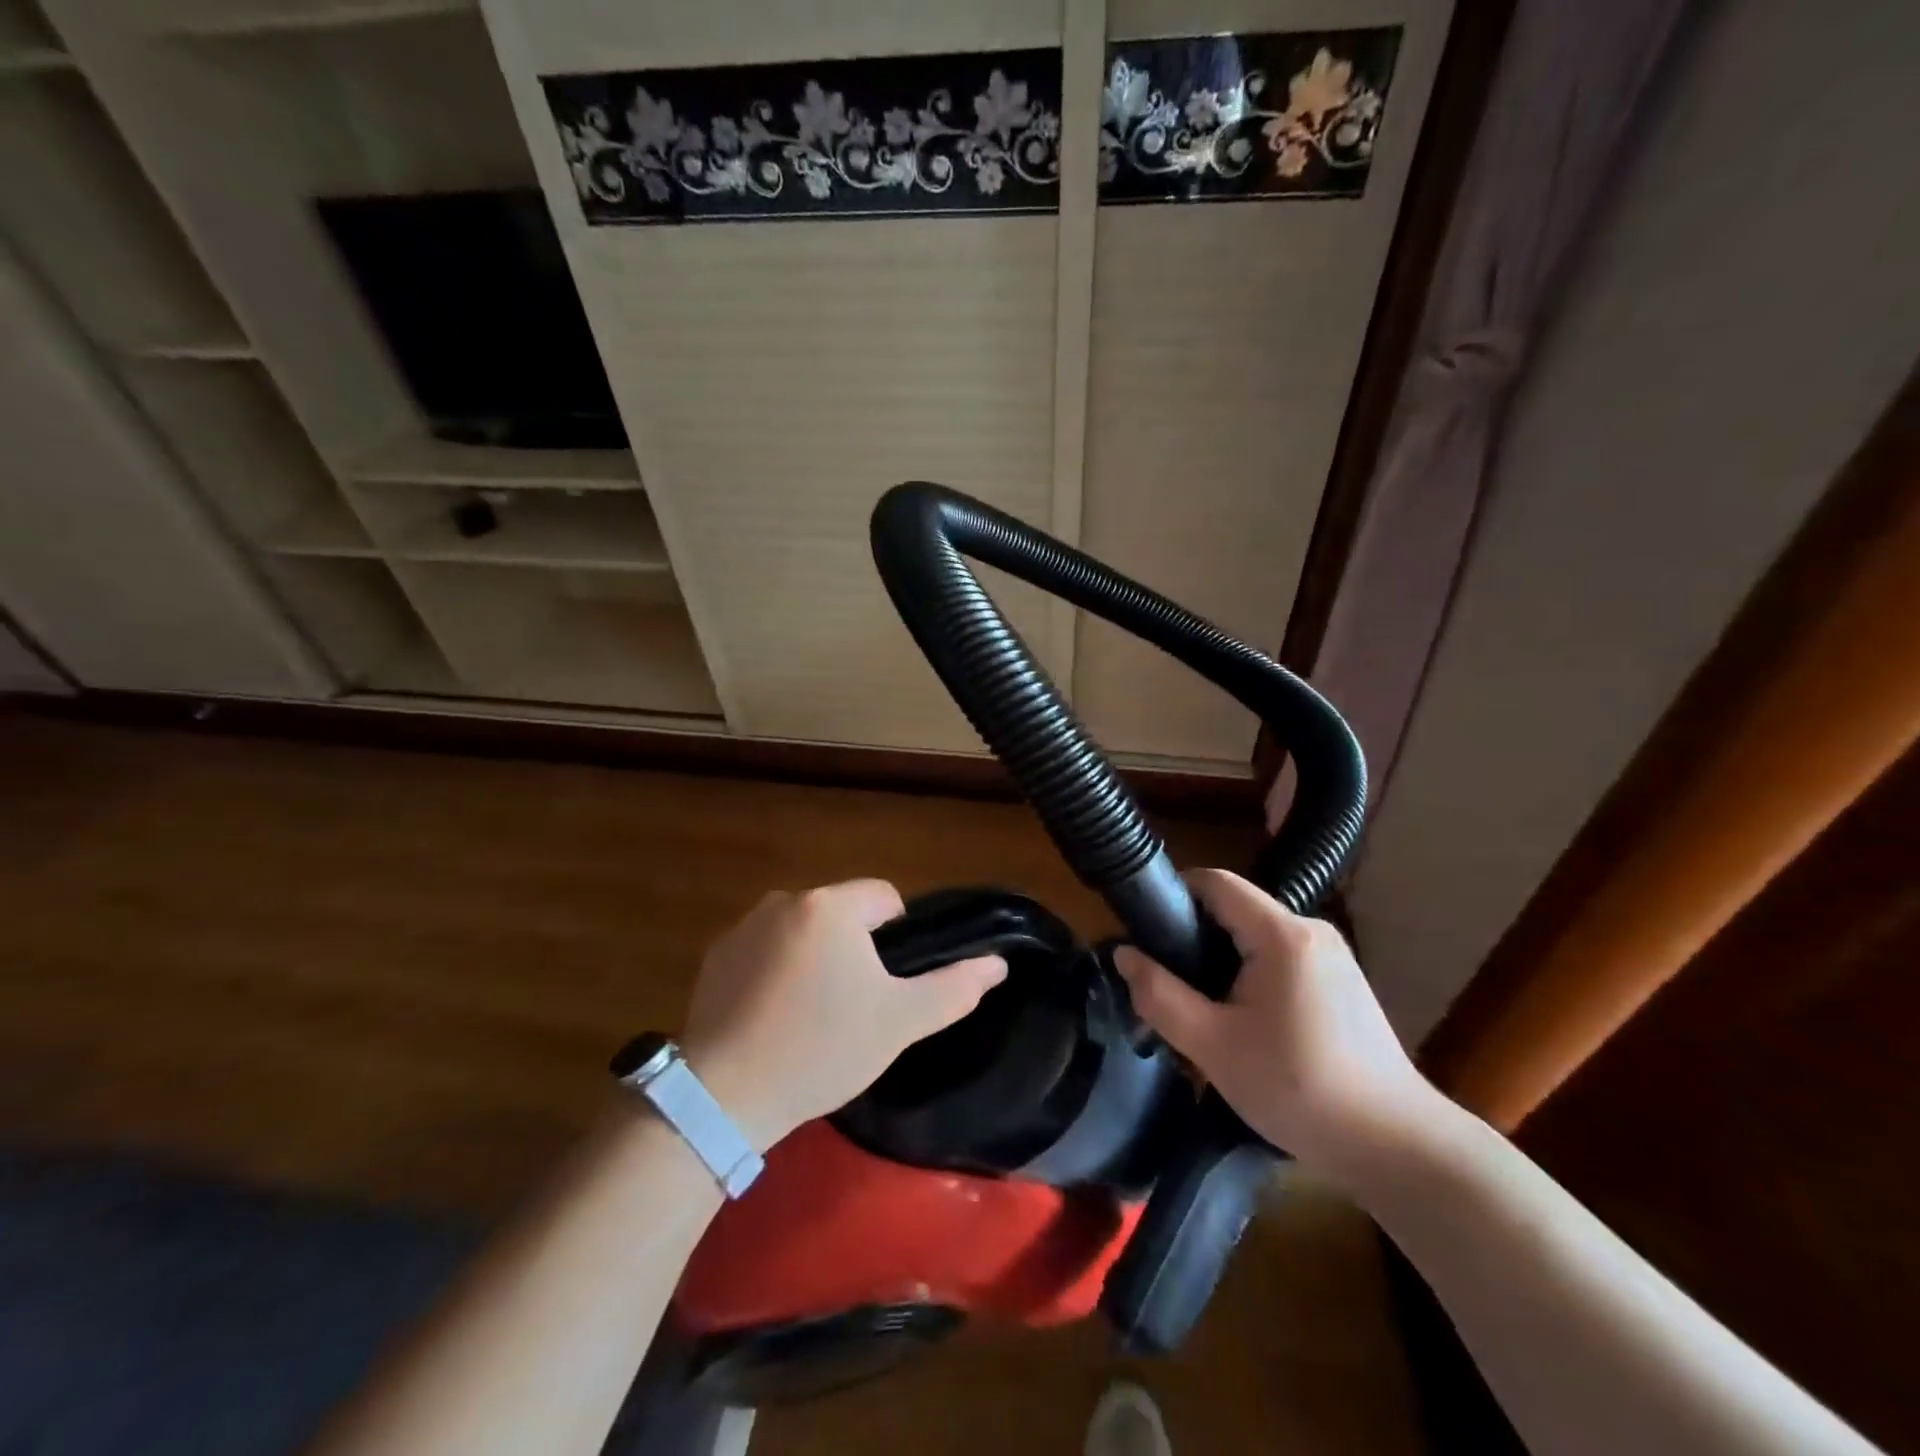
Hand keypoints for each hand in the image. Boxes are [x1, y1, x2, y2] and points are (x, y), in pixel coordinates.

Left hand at [678, 880, 1005, 1152]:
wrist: (725, 1096)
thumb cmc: (822, 1048)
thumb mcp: (899, 1022)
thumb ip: (954, 987)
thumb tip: (998, 963)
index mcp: (830, 906)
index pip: (885, 898)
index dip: (897, 939)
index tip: (887, 986)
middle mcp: (785, 900)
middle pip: (842, 914)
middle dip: (855, 950)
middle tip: (853, 1007)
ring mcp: (744, 926)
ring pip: (804, 932)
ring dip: (816, 958)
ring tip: (812, 1016)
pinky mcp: (716, 955)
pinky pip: (765, 950)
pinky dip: (776, 972)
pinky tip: (773, 1018)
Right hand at [1114, 868, 1440, 1185]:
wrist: (1397, 1147)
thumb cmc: (1299, 1090)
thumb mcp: (1213, 1047)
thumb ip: (1160, 995)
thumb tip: (1124, 954)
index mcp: (1282, 934)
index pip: (1215, 882)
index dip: (1174, 894)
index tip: (1145, 931)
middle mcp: (1311, 931)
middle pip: (1235, 910)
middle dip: (1194, 938)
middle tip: (1167, 985)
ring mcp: (1333, 956)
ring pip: (1256, 938)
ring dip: (1222, 962)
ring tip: (1201, 1010)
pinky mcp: (1343, 982)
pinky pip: (1281, 960)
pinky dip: (1252, 977)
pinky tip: (1245, 1025)